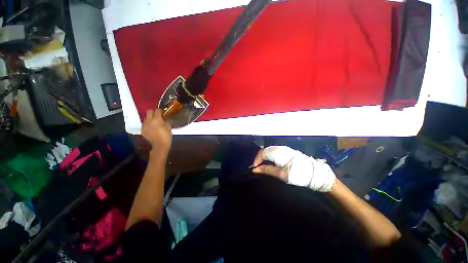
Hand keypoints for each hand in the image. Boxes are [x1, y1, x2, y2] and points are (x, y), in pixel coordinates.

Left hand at [141, 109, 171, 153]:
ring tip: (155, 121)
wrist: (160, 145)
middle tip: (158, 115)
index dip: (161, 110)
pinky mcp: (142, 130)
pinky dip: (148, 123)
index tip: (164, 112)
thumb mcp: (169, 127)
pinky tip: (152, 127)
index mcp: (156, 119)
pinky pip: (144, 124)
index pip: (157, 110)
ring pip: (146, 117)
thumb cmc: (166, 136)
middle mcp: (148, 121)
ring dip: (150, 117)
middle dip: (154, 112)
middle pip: (149, 111)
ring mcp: (144, 125)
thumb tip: (164, 118)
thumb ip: (166, 120)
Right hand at [252, 146, 335, 191]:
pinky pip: (275, 152)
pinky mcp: (288, 152)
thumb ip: (267, 170)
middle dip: (260, 159)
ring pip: (270, 151)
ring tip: (263, 167)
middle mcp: (280, 148)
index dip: (257, 160)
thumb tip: (255, 169)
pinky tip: (271, 163)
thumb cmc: (298, 175)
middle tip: (258, 168)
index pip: (262, 153)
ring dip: (265, 158)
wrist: (316, 174)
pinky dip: (270, 157)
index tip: (255, 169)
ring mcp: (285, 149)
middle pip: (265, 151)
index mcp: (278, 153)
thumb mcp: (282, 174)